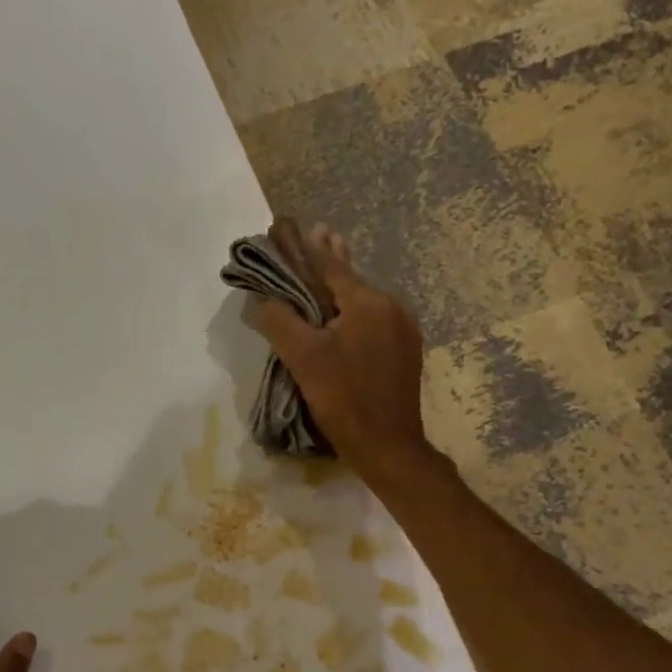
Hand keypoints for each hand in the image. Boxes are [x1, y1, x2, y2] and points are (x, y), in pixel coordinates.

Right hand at [255, 225, 430, 475]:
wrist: (387, 445)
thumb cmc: (343, 399)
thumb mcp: (303, 359)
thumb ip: (281, 322)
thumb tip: (266, 299)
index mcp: (368, 302)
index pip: (330, 265)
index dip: (305, 247)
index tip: (286, 226)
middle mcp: (392, 306)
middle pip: (351, 277)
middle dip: (327, 259)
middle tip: (310, 234)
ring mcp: (404, 329)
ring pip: (364, 298)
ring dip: (341, 285)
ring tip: (324, 265)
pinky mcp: (405, 350)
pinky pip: (374, 318)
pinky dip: (353, 308)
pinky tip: (342, 313)